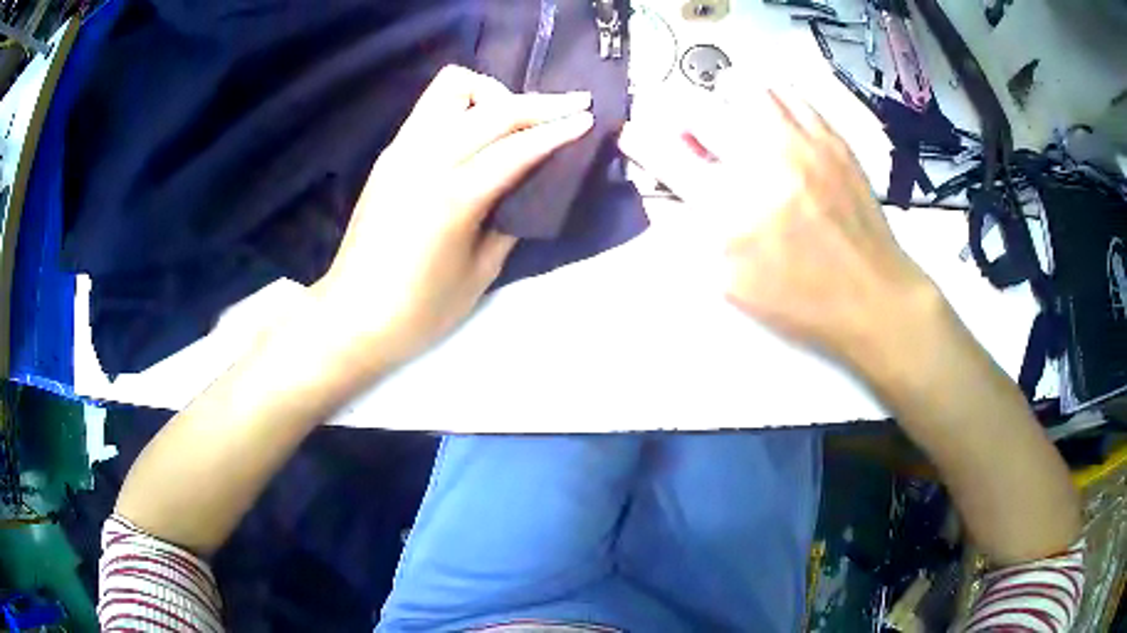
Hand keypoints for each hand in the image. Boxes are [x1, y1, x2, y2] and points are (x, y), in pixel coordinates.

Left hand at [312, 65, 592, 374]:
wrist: (350, 316)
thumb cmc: (418, 310)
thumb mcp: (479, 274)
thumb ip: (510, 221)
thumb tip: (530, 186)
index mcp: (451, 198)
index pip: (515, 147)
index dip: (557, 130)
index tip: (589, 118)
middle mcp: (423, 160)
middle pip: (490, 108)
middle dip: (537, 103)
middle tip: (571, 107)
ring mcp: (401, 151)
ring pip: (452, 87)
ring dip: (493, 95)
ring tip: (515, 119)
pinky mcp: (388, 154)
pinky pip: (432, 107)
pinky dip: (465, 106)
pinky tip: (480, 130)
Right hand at [619, 87, 940, 372]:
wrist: (873, 296)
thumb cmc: (800, 301)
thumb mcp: (731, 283)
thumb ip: (692, 230)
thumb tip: (669, 184)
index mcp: (729, 210)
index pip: (663, 153)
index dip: (639, 139)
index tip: (635, 135)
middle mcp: (761, 163)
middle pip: (697, 106)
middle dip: (679, 116)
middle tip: (691, 134)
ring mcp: (801, 143)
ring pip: (743, 85)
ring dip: (725, 101)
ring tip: (735, 123)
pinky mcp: (831, 137)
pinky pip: (789, 92)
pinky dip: (769, 99)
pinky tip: (772, 122)